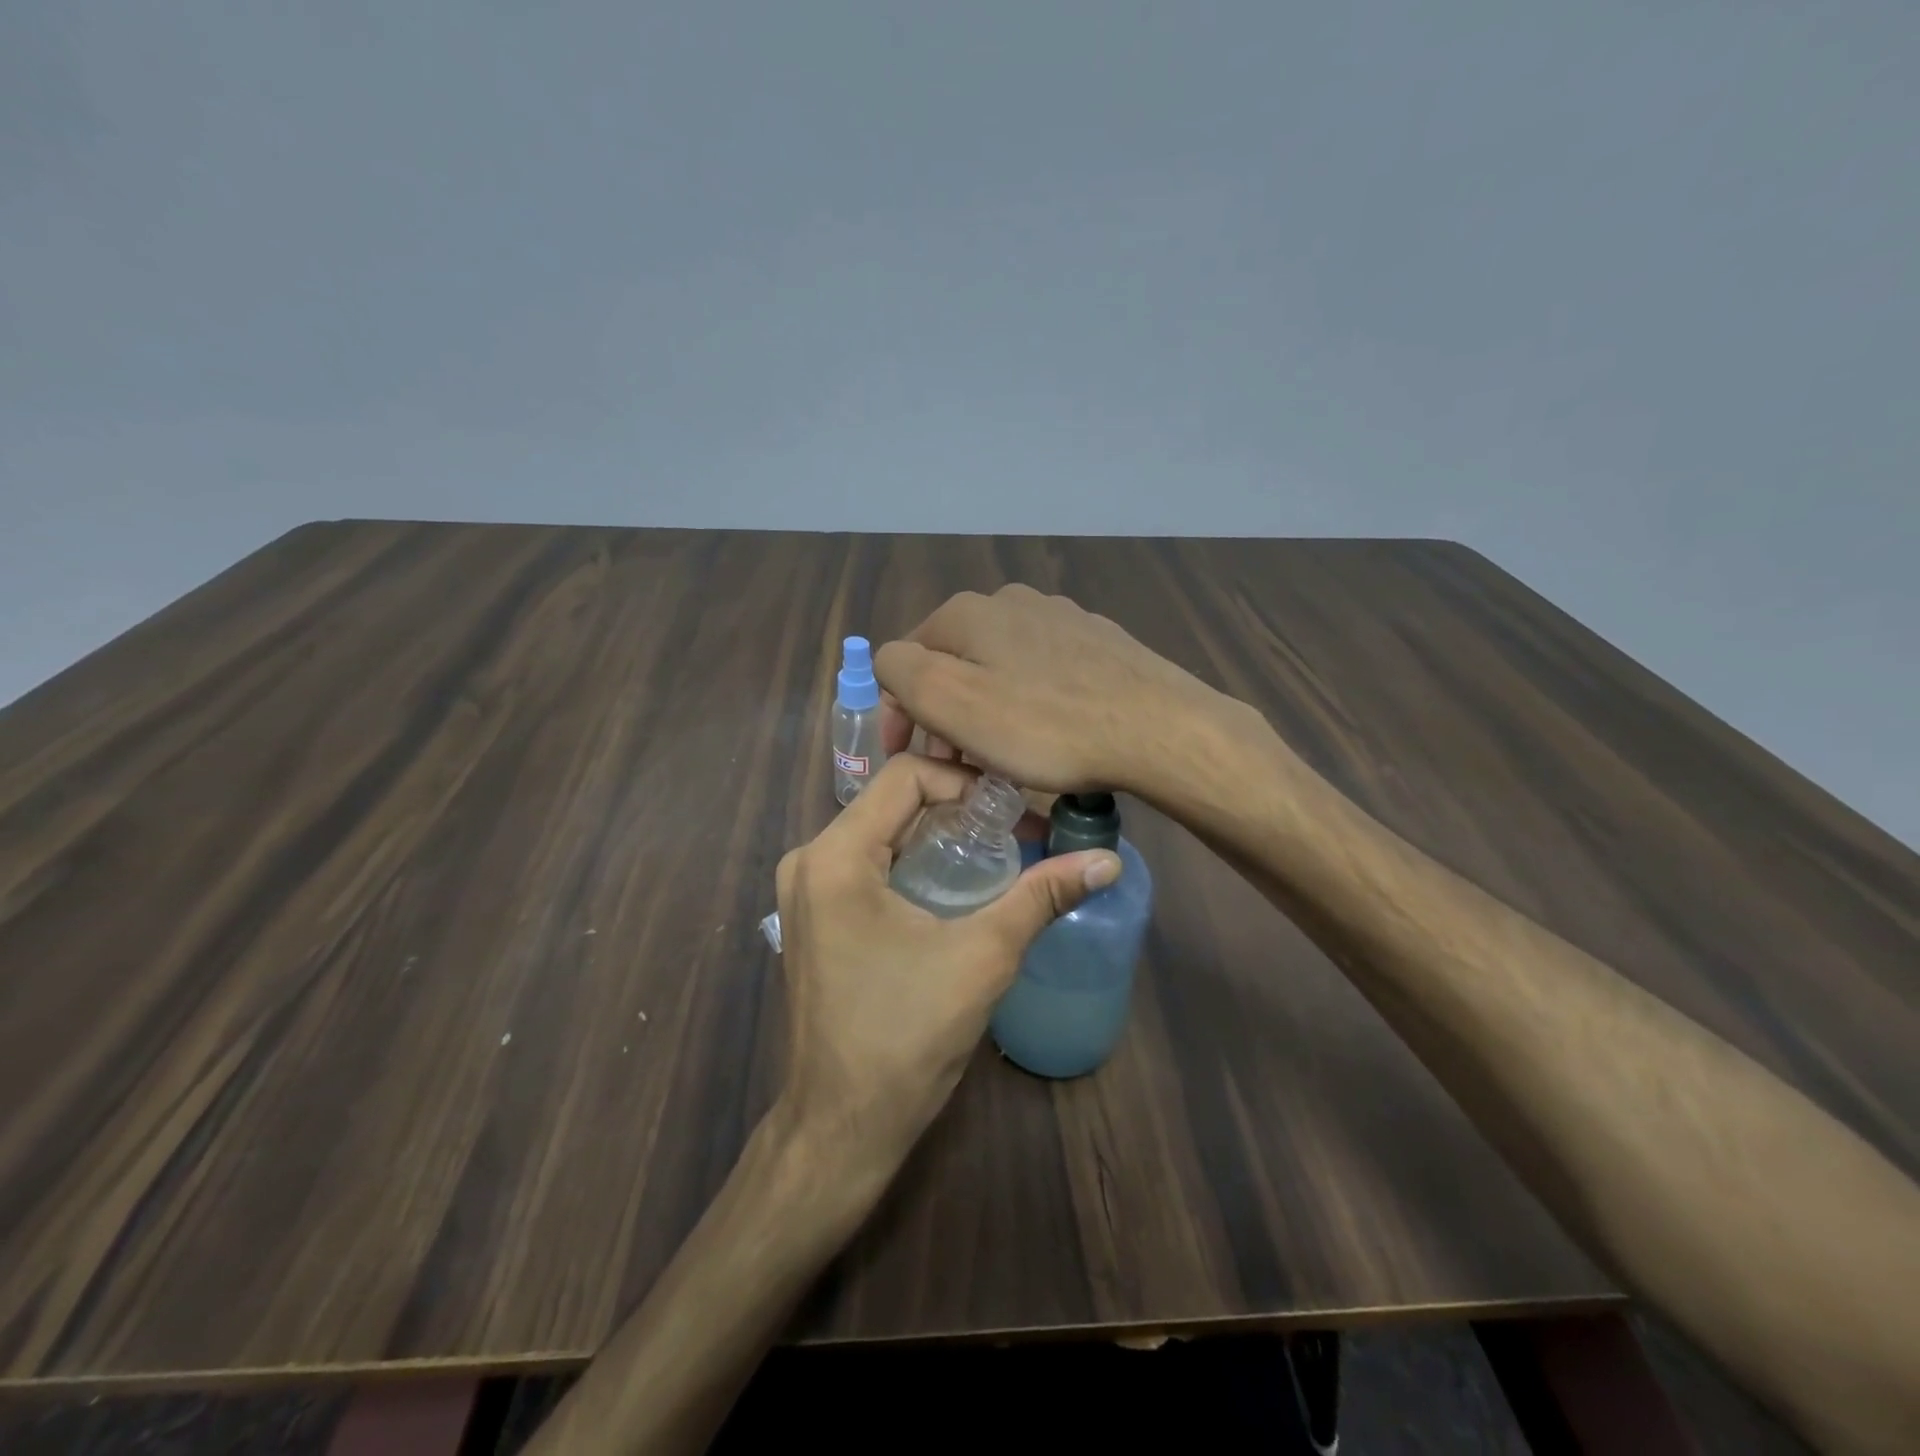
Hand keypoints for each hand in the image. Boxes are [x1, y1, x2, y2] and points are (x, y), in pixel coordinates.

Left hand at [771, 753, 1119, 1177]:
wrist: (842, 1125)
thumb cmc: (906, 1037)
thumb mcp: (981, 957)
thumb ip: (1041, 897)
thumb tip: (1106, 861)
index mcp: (835, 856)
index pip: (905, 775)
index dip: (966, 781)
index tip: (1015, 809)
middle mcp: (810, 859)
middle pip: (892, 802)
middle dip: (957, 808)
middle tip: (1016, 829)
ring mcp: (805, 890)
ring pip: (881, 832)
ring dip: (938, 835)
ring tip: (996, 853)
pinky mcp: (813, 916)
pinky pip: (867, 864)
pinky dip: (913, 861)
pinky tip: (956, 884)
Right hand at [875, 584, 1234, 796]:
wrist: (1159, 728)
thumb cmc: (1045, 725)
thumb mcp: (951, 700)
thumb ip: (902, 671)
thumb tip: (894, 663)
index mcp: (968, 612)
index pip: (904, 659)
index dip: (899, 713)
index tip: (911, 759)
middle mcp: (1011, 602)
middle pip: (954, 663)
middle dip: (944, 715)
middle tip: (956, 767)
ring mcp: (1060, 618)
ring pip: (998, 669)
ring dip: (985, 712)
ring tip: (1001, 759)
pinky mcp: (1098, 642)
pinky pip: (1041, 674)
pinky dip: (1028, 705)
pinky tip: (1049, 735)